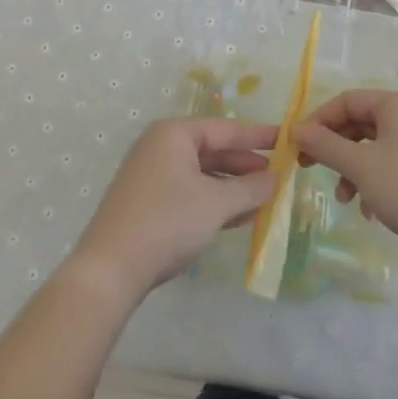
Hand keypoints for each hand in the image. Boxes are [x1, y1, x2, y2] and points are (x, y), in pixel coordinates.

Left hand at [68, 117, 277, 303]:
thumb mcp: (217, 203)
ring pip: (202, 175)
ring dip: (232, 188)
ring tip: (264, 200)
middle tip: (278, 177)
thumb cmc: (168, 222)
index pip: (226, 129)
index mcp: (174, 134)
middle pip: (213, 150)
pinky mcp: (147, 203)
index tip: (287, 140)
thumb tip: (276, 178)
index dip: (258, 136)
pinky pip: (190, 193)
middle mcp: (160, 147)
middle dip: (246, 166)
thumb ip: (251, 188)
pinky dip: (214, 202)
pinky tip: (239, 218)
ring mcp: (151, 176)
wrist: (110, 270)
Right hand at [294, 91, 397, 265]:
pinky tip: (370, 212)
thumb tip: (296, 130)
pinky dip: (373, 185)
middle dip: (333, 149)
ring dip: (352, 171)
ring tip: (345, 200)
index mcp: (396, 105)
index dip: (318, 121)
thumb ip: (325, 146)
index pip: (346, 100)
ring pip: (373, 149)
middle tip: (309, 169)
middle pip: (359, 124)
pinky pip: (391, 169)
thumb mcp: (360, 166)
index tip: (297, 147)